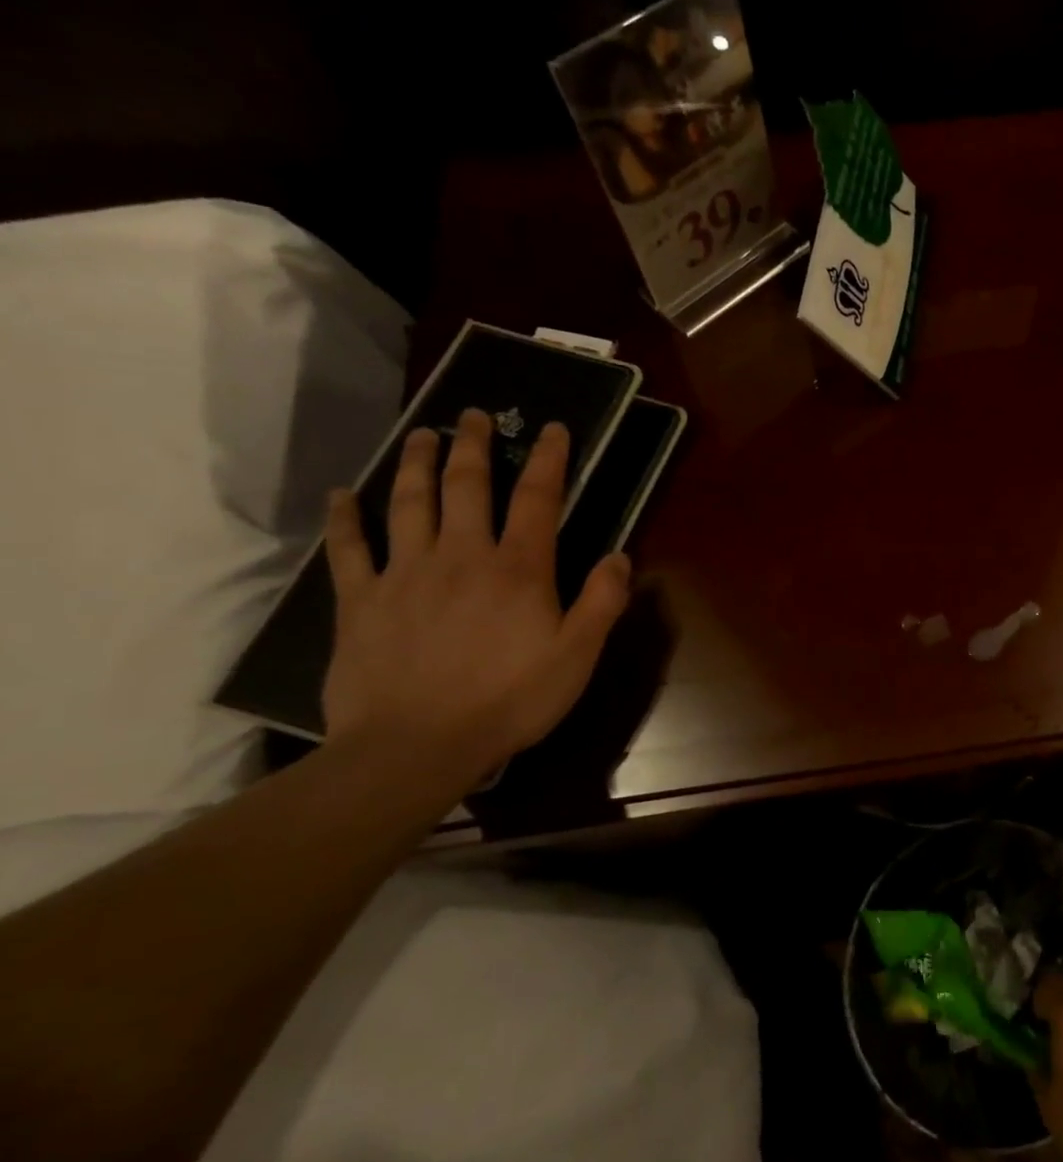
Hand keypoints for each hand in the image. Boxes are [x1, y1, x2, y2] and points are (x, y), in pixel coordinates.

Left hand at [321, 408, 630, 785]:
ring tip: (423, 436)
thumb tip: (619, 555)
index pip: (539, 499)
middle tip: (475, 415)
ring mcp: (405, 574)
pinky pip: (349, 549)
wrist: (417, 746)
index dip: (550, 460)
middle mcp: (462, 555)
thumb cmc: (510, 700)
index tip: (553, 429)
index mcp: (519, 569)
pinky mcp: (361, 601)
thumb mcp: (577, 656)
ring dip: (417, 464)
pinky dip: (345, 518)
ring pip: (409, 503)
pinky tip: (344, 495)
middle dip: (475, 446)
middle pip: (467, 486)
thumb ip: (602, 602)